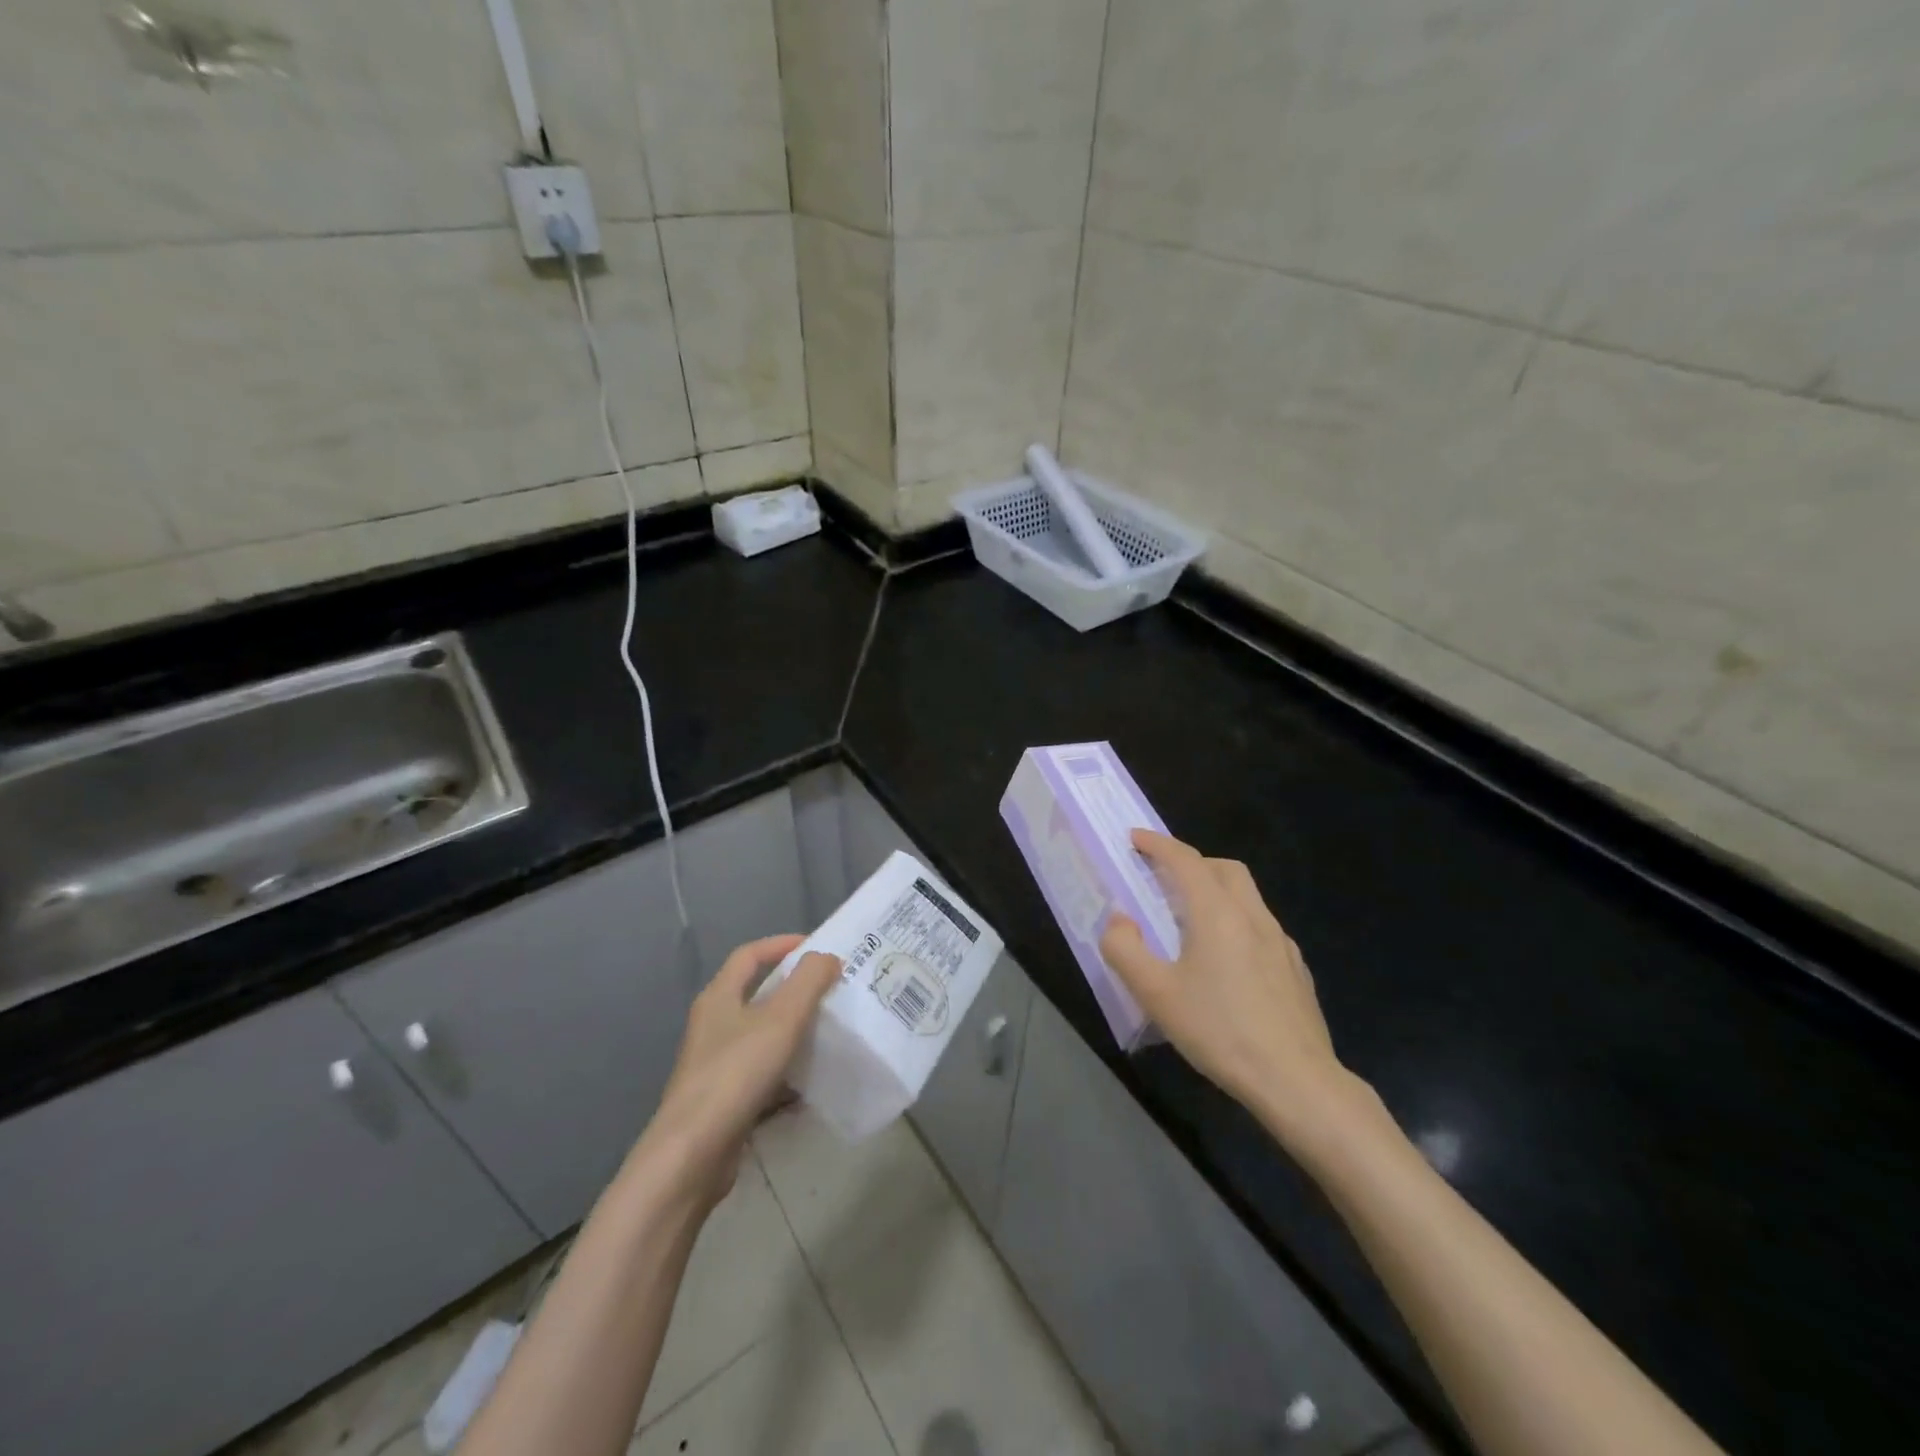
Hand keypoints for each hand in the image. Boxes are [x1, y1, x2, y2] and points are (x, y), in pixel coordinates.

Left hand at [642, 935, 841, 1209]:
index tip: (818, 948)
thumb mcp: (781, 1019)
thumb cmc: (736, 1074)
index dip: (782, 944)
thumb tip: (827, 958)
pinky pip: (762, 1073)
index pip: (750, 955)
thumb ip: (808, 981)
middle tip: (832, 989)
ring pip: (761, 1035)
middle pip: (756, 994)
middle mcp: (713, 1025)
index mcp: (719, 997)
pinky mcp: (724, 1099)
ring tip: (830, 1031)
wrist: (692, 1156)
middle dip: (794, 989)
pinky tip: (812, 1082)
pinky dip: (787, 1072)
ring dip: (793, 1030)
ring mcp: (716, 1064)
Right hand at [1099, 831, 1358, 1145]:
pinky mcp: (1295, 969)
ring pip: (1247, 896)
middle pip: (1224, 869)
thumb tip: (1119, 920)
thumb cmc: (1219, 1031)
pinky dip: (1238, 923)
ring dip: (1217, 891)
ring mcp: (1280, 943)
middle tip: (1165, 880)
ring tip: (1192, 922)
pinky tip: (1227, 962)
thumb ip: (1125, 949)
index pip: (1185, 860)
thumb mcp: (1155, 994)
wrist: (1296, 1080)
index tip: (1135, 839)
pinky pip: (1262, 927)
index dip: (1157, 844)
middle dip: (1192, 863)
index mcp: (1217, 913)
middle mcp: (1253, 916)